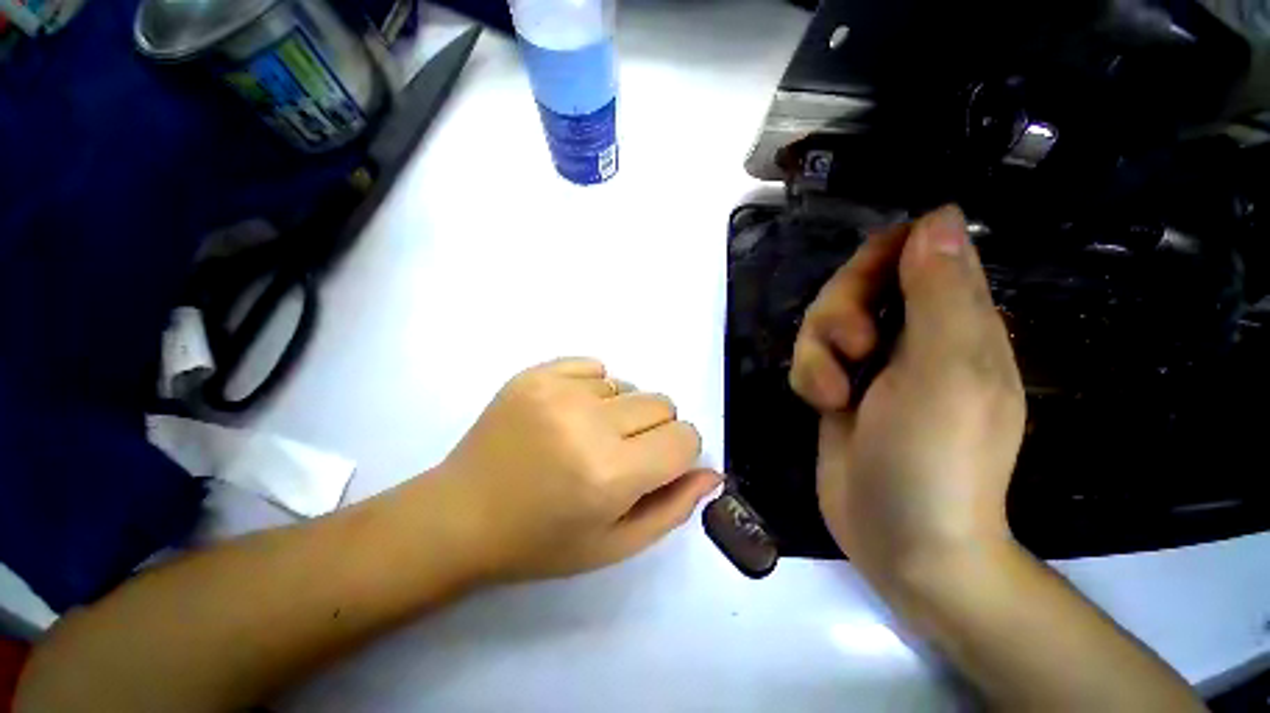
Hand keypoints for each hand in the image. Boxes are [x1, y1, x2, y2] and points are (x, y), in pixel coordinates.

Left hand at [433, 358, 720, 581]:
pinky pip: (594, 367)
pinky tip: (566, 414)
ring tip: (583, 438)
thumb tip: (711, 471)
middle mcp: (588, 424)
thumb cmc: (542, 540)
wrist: (461, 514)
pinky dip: (592, 389)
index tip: (654, 466)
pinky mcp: (535, 373)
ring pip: (629, 385)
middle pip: (662, 403)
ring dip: (619, 411)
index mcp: (611, 473)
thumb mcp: (615, 544)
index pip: (685, 438)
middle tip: (617, 454)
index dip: (677, 453)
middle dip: (653, 430)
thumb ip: (672, 507)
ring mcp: (558, 391)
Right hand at [789, 205, 1026, 580]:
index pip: (915, 251)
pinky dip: (808, 376)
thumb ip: (940, 292)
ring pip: (823, 321)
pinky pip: (808, 357)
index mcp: (953, 321)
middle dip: (840, 310)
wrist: (902, 538)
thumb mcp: (946, 368)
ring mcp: (869, 365)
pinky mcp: (836, 388)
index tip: (864, 287)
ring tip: (834, 392)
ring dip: (817, 351)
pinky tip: (822, 406)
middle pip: (856, 283)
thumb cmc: (937, 457)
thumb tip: (938, 215)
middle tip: (854, 348)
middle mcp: (910, 335)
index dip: (881, 255)